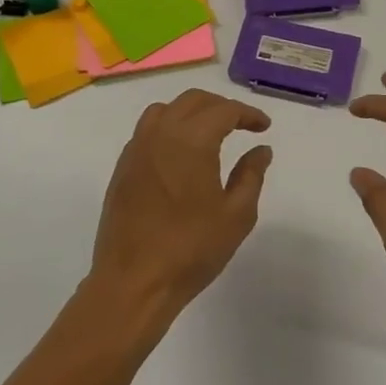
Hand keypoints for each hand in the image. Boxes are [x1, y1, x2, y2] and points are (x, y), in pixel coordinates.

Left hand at [89, 89, 273, 326]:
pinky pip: (146, 131)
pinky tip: (180, 153)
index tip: (263, 127)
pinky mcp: (122, 168)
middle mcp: (160, 134)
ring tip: (209, 132)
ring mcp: (136, 149)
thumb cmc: (191, 249)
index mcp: (191, 140)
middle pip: (192, 101)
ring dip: (190, 112)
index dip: (247, 114)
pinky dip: (168, 128)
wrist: (134, 283)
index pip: (224, 110)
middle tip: (241, 124)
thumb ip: (251, 175)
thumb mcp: (236, 215)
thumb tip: (260, 149)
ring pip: (164, 110)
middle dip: (220, 106)